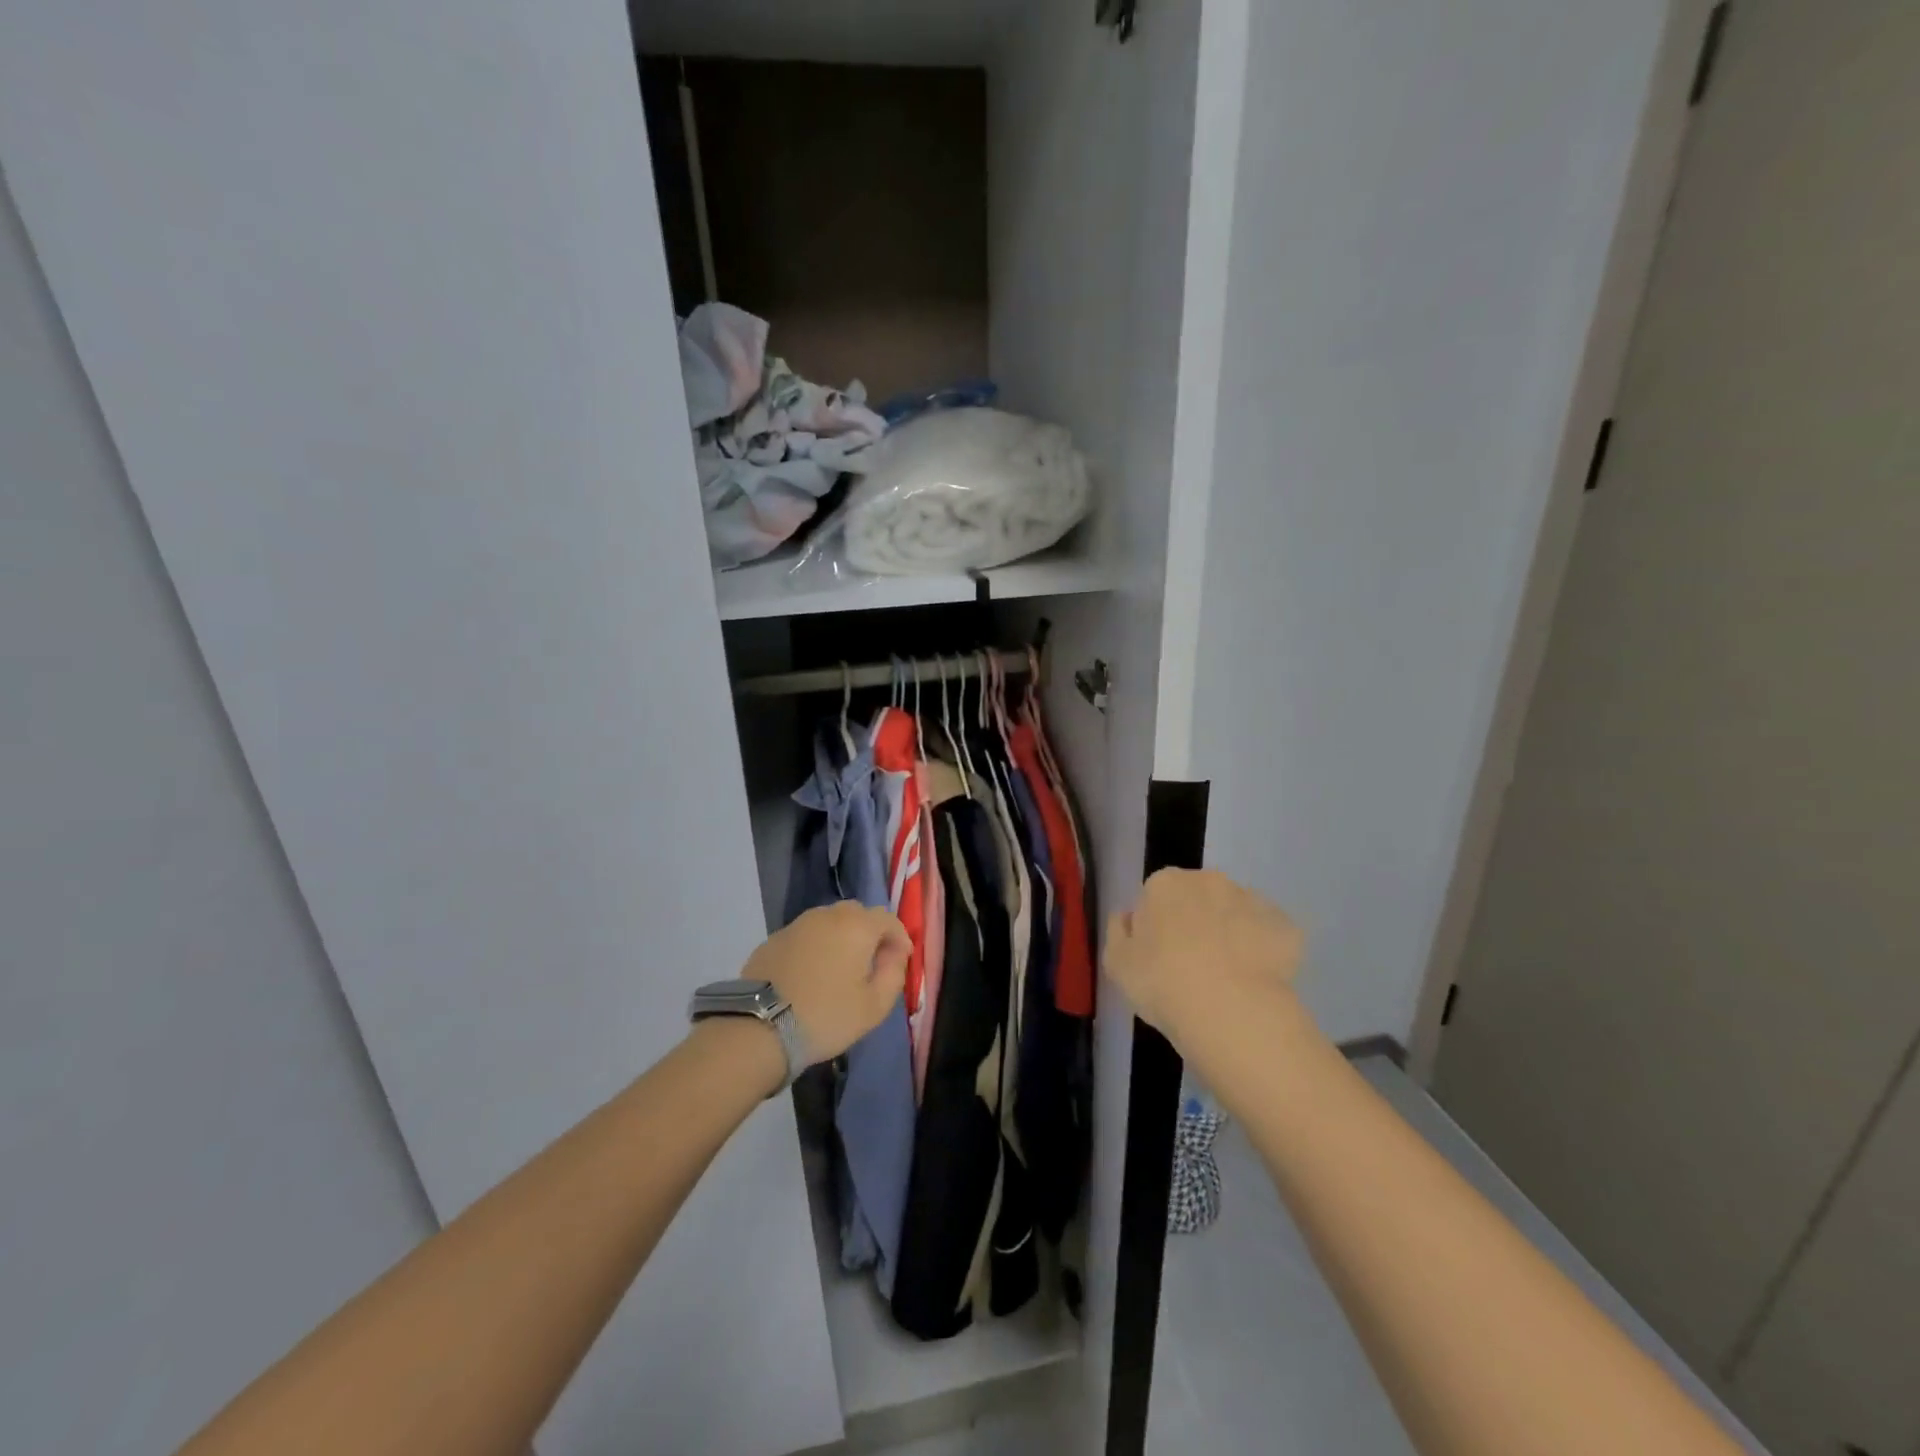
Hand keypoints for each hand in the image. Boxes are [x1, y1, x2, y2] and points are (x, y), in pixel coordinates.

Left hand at [741, 902, 909, 1063]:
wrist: (759, 1028)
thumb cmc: (827, 1016)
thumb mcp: (875, 1005)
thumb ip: (894, 973)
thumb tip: (894, 954)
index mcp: (856, 926)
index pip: (888, 919)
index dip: (899, 938)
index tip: (900, 961)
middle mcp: (826, 915)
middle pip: (857, 914)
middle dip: (869, 933)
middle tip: (870, 963)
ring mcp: (796, 925)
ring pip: (828, 922)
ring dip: (840, 938)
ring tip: (839, 969)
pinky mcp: (772, 940)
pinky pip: (804, 936)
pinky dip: (814, 947)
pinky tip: (810, 974)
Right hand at [1105, 869, 1302, 1050]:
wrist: (1231, 1011)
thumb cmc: (1162, 983)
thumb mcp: (1116, 963)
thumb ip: (1118, 932)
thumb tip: (1129, 917)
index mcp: (1164, 884)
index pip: (1155, 896)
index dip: (1156, 926)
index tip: (1158, 956)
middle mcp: (1208, 880)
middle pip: (1197, 897)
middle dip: (1195, 922)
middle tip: (1191, 966)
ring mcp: (1251, 900)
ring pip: (1235, 913)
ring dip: (1230, 933)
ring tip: (1227, 978)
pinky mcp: (1285, 927)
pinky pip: (1269, 935)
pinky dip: (1263, 951)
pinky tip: (1256, 982)